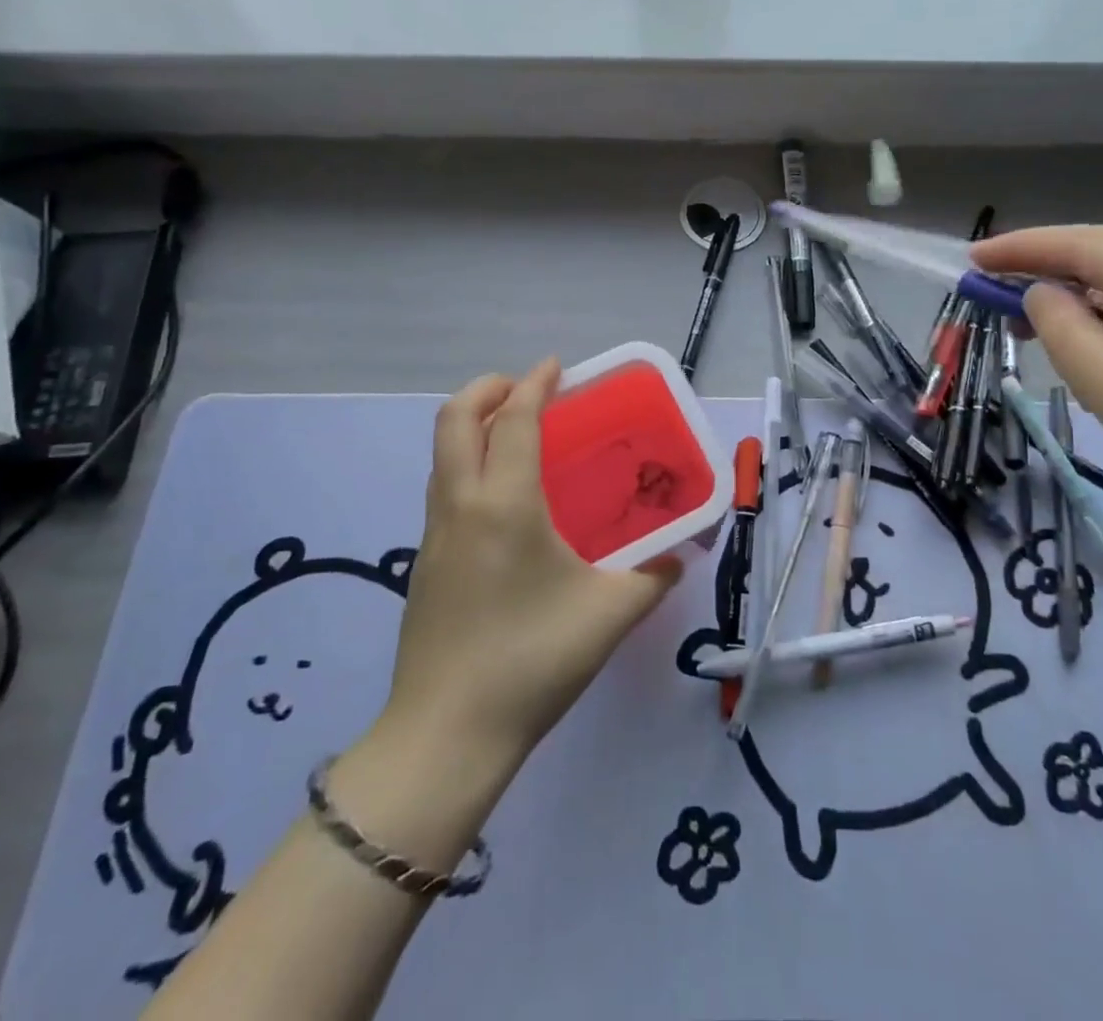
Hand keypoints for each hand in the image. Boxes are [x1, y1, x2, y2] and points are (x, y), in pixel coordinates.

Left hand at [383, 359, 680, 769]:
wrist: (446, 736)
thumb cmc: (532, 662)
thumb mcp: (609, 615)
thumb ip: (653, 578)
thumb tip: (679, 557)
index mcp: (504, 504)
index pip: (511, 420)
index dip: (533, 384)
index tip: (555, 366)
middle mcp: (460, 506)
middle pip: (454, 420)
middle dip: (486, 389)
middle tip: (525, 389)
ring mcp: (433, 535)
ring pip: (441, 455)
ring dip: (471, 426)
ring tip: (513, 434)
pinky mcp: (424, 564)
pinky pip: (442, 489)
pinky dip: (466, 465)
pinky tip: (501, 500)